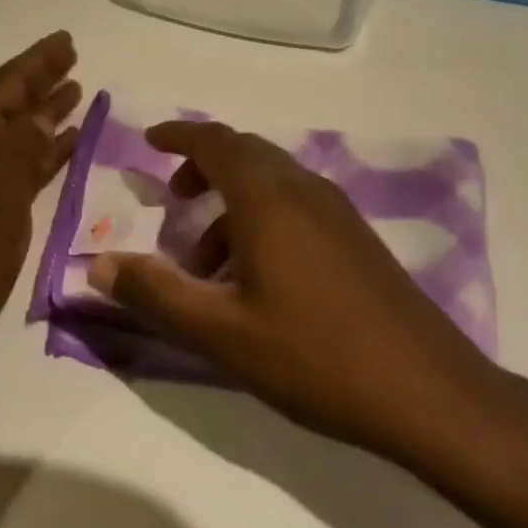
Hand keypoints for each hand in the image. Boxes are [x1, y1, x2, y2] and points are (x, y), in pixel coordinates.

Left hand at [0, 32, 80, 379]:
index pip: (5, 85)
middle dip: (41, 79)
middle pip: (11, 102)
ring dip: (45, 111)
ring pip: (19, 132)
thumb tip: (42, 114)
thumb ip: (22, 146)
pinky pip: (23, 164)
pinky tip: (68, 145)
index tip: (66, 41)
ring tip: (76, 91)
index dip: (36, 61)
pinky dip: (45, 150)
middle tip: (73, 57)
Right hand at [90, 121, 517, 469]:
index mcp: (268, 197)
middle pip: (245, 154)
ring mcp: (338, 212)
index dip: (179, 136)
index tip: (149, 142)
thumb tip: (97, 266)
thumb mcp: (221, 331)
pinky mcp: (357, 238)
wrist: (429, 392)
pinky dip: (262, 219)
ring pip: (272, 182)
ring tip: (206, 261)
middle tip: (173, 198)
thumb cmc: (315, 355)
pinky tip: (257, 278)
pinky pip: (296, 205)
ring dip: (231, 203)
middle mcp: (304, 189)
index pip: (215, 142)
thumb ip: (155, 293)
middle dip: (203, 167)